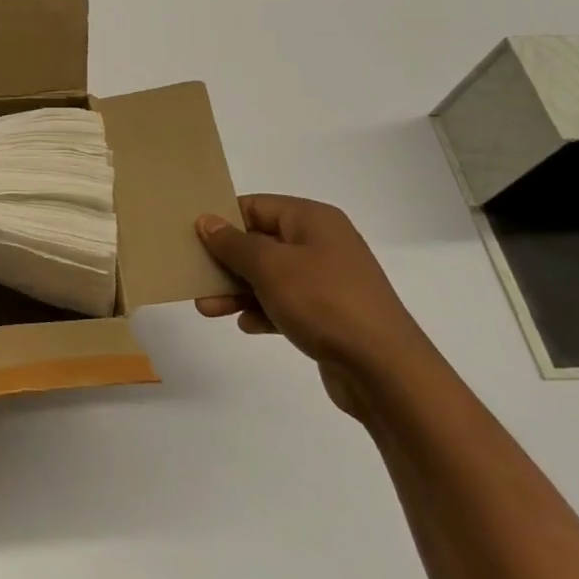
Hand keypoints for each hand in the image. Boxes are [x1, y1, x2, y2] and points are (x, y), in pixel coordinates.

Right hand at [194, 194, 434, 417]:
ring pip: (271, 276)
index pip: (256, 206)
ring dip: (238, 290)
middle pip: (261, 242)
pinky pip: (287, 304)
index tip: (192, 235)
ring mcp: (329, 281)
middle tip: (194, 275)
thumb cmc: (324, 302)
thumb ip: (233, 243)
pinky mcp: (331, 316)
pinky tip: (245, 326)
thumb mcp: (270, 266)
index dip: (223, 218)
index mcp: (312, 220)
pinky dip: (264, 311)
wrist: (386, 372)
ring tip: (207, 307)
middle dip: (226, 260)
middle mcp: (322, 243)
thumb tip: (207, 220)